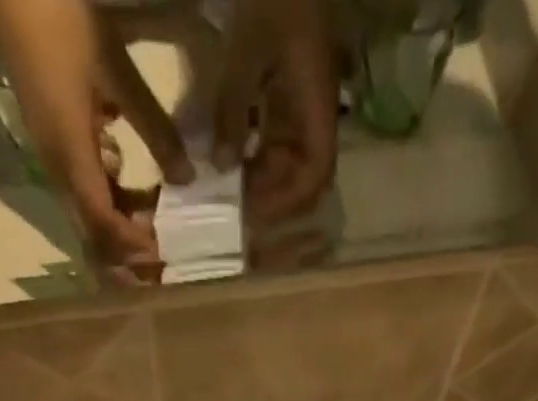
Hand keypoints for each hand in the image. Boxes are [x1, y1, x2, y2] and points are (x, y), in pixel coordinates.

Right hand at [0, 0, 192, 282]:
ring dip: (123, 233)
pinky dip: (115, 205)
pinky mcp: (58, 151)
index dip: (133, 245)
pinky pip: (88, 194)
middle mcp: (60, 172)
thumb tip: (187, 178)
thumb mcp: (116, 71)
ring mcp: (56, 163)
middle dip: (127, 258)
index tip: (164, 254)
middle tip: (161, 267)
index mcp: (72, 157)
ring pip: (92, 220)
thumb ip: (154, 128)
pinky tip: (137, 195)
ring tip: (157, 232)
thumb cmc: (60, 22)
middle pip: (94, 236)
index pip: (104, 223)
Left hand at [213, 0, 338, 226]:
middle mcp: (314, 109)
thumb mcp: (248, 49)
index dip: (290, 200)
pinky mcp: (285, 88)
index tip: (257, 213)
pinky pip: (274, 135)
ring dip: (261, 177)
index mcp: (317, 103)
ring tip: (227, 188)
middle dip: (272, 195)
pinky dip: (254, 152)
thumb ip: (233, 109)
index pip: (316, 172)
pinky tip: (228, 156)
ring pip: (287, 158)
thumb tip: (220, 167)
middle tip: (234, 208)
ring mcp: (300, 100)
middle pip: (302, 172)